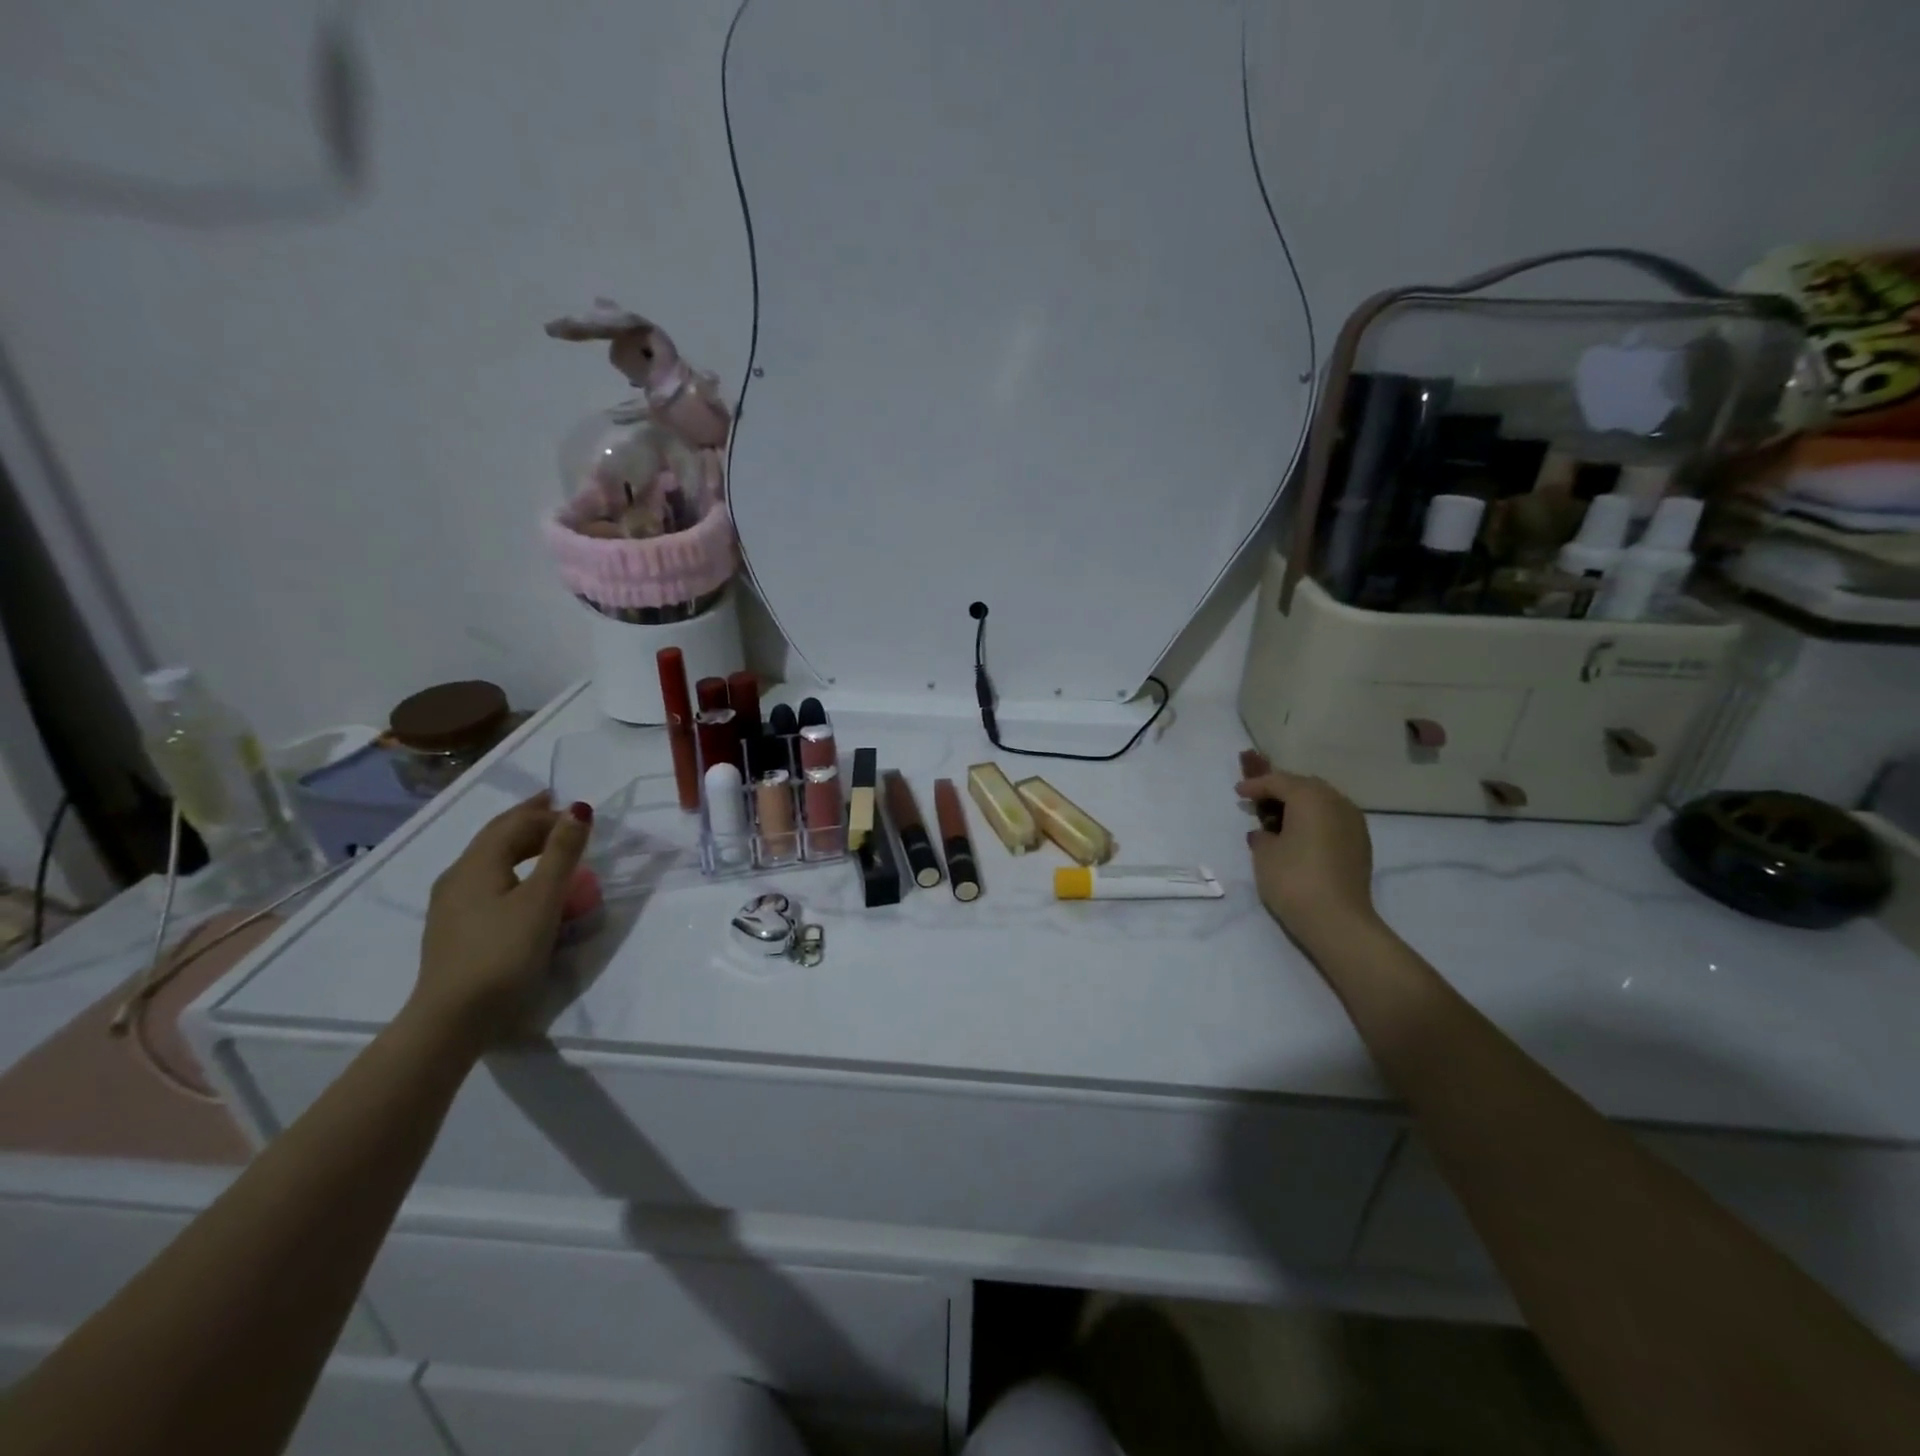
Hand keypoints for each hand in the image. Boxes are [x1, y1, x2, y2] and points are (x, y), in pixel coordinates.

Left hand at [411, 793, 591, 1048]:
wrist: (453, 1019)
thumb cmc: (503, 953)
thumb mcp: (542, 900)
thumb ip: (562, 853)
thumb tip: (579, 809)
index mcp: (476, 864)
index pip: (514, 823)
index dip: (548, 813)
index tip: (581, 815)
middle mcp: (458, 876)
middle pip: (496, 837)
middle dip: (530, 821)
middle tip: (560, 812)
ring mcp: (451, 904)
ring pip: (490, 860)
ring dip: (521, 845)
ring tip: (547, 844)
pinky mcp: (455, 928)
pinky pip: (487, 882)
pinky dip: (512, 868)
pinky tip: (522, 884)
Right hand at [1237, 762, 1378, 948]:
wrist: (1337, 921)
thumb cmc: (1293, 879)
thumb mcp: (1264, 853)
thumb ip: (1262, 834)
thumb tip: (1267, 833)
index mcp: (1311, 798)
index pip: (1278, 782)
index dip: (1255, 785)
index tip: (1238, 793)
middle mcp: (1337, 802)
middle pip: (1304, 787)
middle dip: (1280, 791)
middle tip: (1258, 803)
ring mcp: (1354, 823)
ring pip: (1322, 802)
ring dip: (1300, 806)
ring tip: (1278, 821)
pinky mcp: (1361, 844)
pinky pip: (1333, 820)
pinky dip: (1315, 821)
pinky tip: (1300, 837)